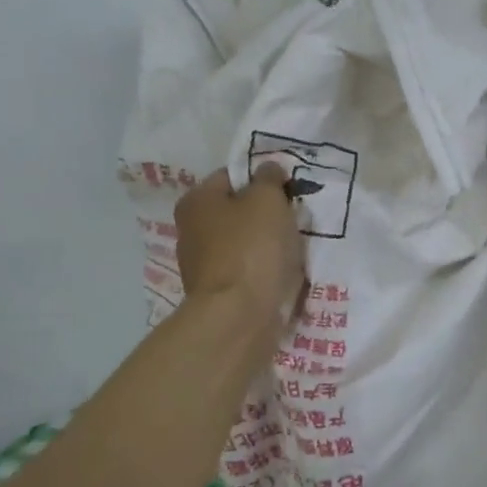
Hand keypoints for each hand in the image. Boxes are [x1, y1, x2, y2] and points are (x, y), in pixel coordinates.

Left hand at [175, 165, 305, 320]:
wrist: (240, 317)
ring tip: (295, 247)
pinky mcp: (219, 293)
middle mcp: (191, 230)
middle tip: (295, 217)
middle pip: (238, 210)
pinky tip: (284, 273)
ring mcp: (202, 265)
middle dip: (267, 213)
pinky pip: (248, 270)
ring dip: (268, 243)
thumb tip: (268, 169)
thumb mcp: (267, 199)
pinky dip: (264, 269)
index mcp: (196, 201)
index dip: (263, 178)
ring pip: (245, 242)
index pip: (233, 175)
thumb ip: (269, 178)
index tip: (289, 189)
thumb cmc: (252, 248)